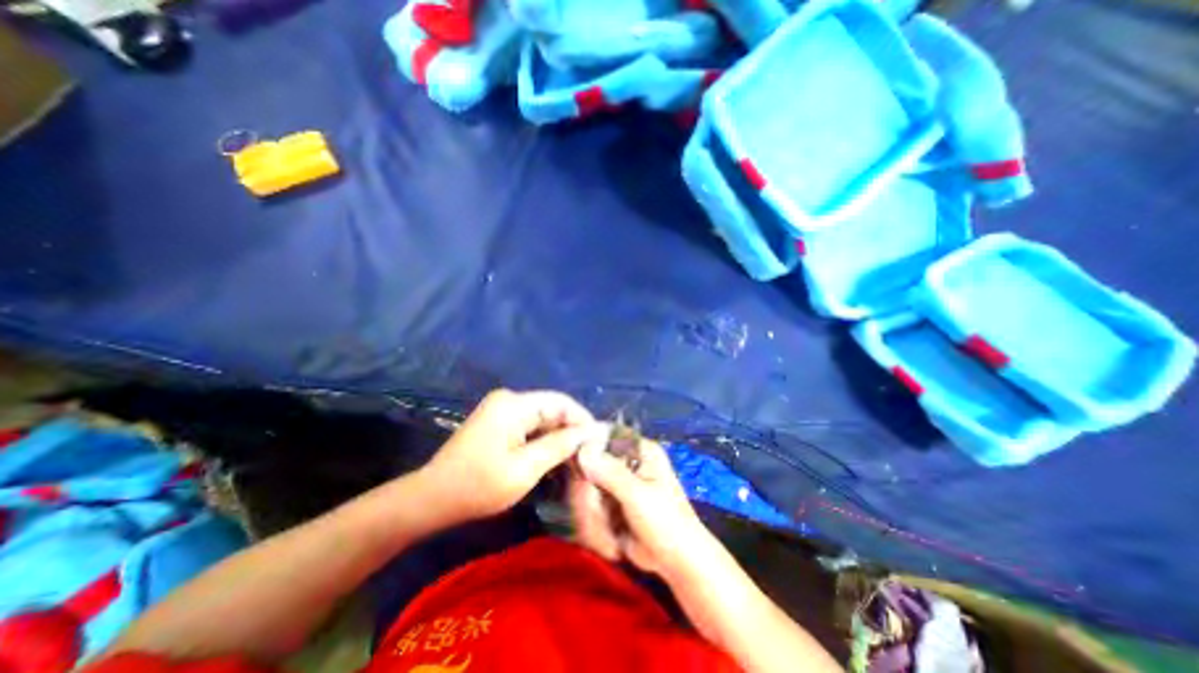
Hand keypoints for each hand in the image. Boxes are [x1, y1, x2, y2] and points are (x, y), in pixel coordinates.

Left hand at [423, 389, 610, 526]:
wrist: (430, 500)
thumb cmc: (477, 487)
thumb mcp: (525, 469)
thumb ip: (560, 445)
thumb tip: (593, 431)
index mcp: (514, 404)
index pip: (561, 402)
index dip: (583, 420)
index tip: (599, 443)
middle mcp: (509, 399)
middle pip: (552, 409)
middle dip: (572, 431)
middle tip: (590, 456)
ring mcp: (502, 410)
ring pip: (543, 419)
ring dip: (560, 438)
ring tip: (577, 460)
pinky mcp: (499, 422)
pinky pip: (531, 426)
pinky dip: (545, 441)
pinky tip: (555, 459)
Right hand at [569, 440, 708, 575]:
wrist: (677, 563)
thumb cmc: (667, 524)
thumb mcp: (639, 497)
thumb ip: (611, 473)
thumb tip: (582, 450)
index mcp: (639, 449)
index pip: (604, 434)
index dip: (586, 448)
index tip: (579, 473)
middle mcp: (625, 460)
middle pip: (587, 466)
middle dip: (590, 498)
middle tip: (602, 518)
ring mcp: (614, 482)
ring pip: (583, 490)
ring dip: (593, 518)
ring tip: (613, 535)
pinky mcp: (607, 502)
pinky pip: (586, 509)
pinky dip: (594, 528)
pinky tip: (612, 541)